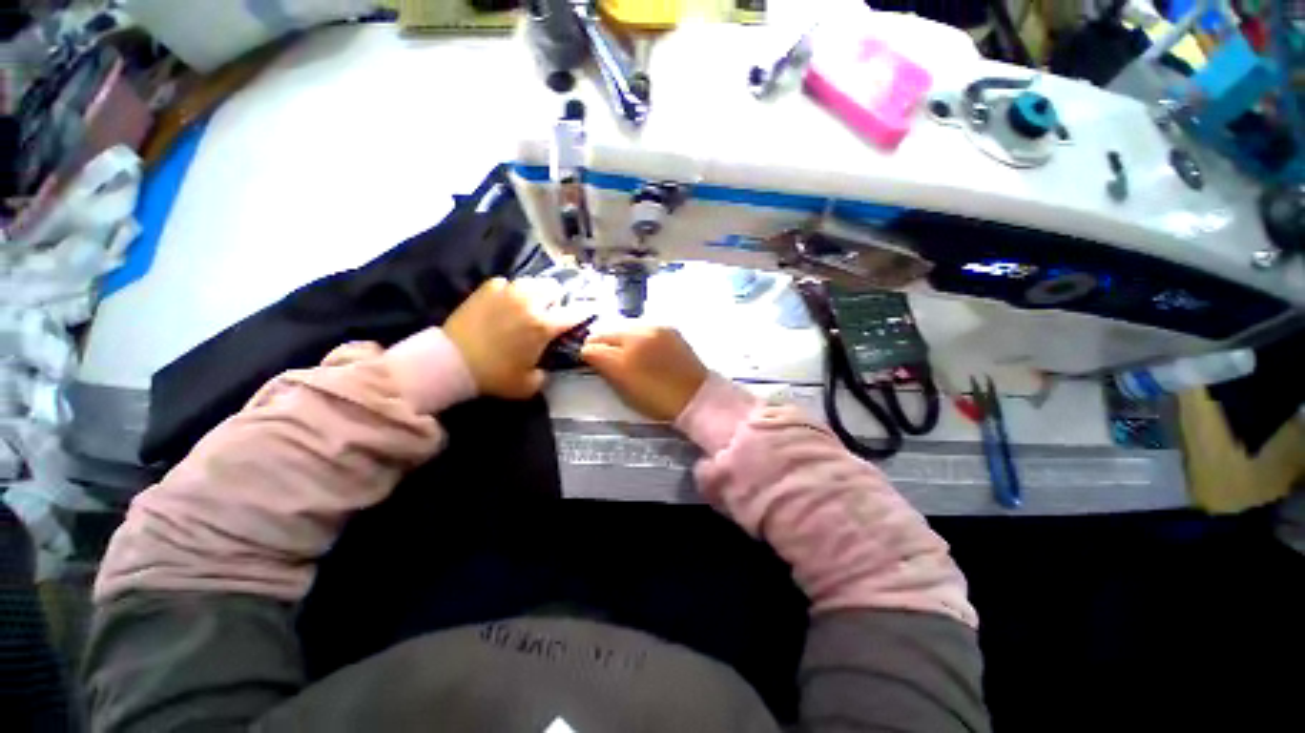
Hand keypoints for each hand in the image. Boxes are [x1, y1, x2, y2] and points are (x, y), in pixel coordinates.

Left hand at [445, 277, 576, 398]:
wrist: (451, 362)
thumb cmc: (494, 376)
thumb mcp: (528, 385)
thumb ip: (545, 374)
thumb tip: (546, 365)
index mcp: (544, 326)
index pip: (575, 312)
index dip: (587, 309)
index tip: (592, 307)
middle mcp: (530, 303)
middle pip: (554, 288)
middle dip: (557, 298)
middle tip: (551, 311)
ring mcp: (507, 292)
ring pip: (532, 282)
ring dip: (535, 292)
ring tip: (529, 304)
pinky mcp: (487, 289)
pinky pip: (507, 283)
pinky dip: (511, 292)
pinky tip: (505, 303)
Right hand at [580, 327, 708, 421]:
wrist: (695, 396)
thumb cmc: (657, 401)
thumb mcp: (624, 392)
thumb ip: (605, 370)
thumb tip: (592, 355)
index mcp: (622, 360)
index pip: (592, 347)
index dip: (587, 354)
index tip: (590, 360)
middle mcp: (635, 338)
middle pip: (605, 331)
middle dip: (601, 342)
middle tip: (605, 355)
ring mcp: (653, 329)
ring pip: (623, 326)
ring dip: (619, 337)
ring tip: (625, 350)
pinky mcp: (668, 327)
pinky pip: (643, 326)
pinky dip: (638, 334)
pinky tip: (644, 346)